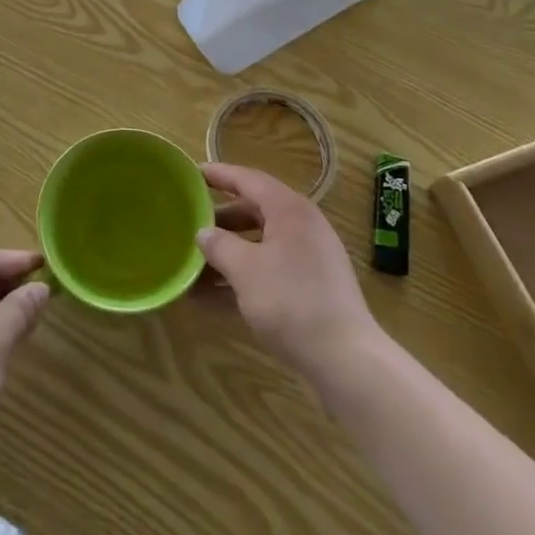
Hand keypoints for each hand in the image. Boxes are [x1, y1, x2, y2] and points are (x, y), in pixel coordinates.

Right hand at [198, 163, 377, 382]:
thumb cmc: (291, 301)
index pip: (248, 180)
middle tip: (189, 223)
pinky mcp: (309, 290)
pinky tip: (210, 298)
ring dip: (227, 254)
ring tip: (192, 264)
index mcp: (289, 210)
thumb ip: (219, 246)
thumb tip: (203, 233)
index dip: (219, 175)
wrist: (345, 360)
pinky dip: (242, 278)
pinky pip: (267, 272)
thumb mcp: (245, 270)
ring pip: (259, 245)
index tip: (192, 173)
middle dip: (220, 220)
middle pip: (254, 212)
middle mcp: (301, 227)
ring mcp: (308, 260)